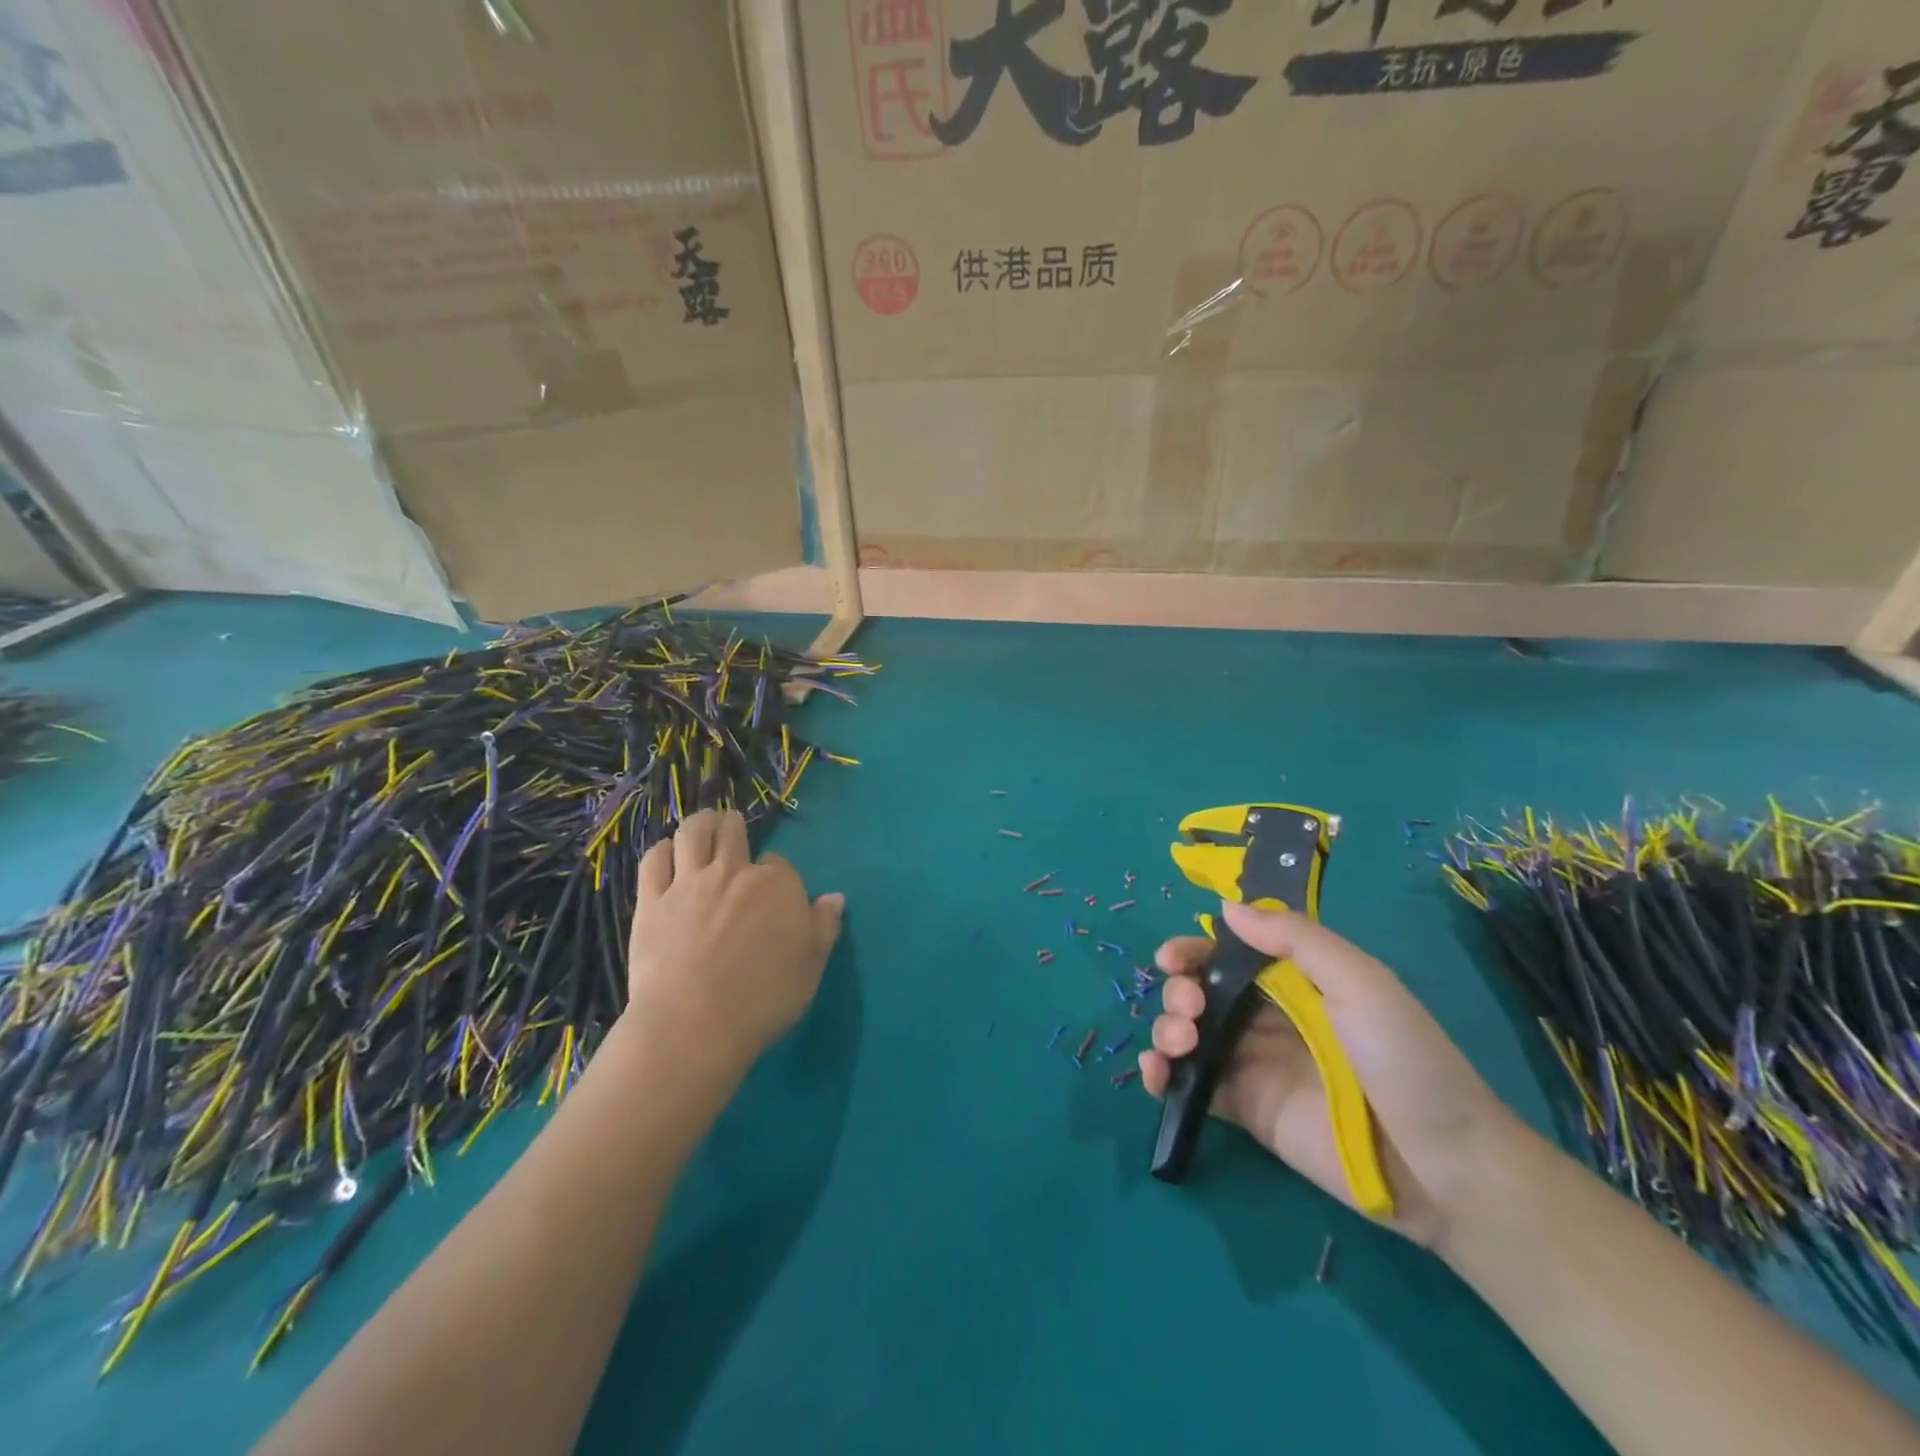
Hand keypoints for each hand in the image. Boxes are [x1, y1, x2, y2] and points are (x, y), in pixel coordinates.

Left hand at [625, 809, 843, 1075]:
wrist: (694, 1024)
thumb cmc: (763, 1000)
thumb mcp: (811, 967)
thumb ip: (824, 927)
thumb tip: (835, 898)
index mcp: (778, 884)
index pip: (779, 863)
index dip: (775, 872)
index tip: (773, 888)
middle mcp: (734, 871)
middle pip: (733, 832)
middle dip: (734, 827)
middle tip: (732, 829)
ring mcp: (689, 882)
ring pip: (693, 833)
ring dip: (701, 823)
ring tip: (704, 824)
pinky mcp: (651, 900)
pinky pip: (654, 860)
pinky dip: (663, 849)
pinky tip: (667, 852)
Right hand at [1139, 900, 1521, 1248]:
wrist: (1441, 1166)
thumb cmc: (1404, 1058)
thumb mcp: (1361, 981)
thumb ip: (1296, 939)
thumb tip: (1227, 907)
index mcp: (1296, 982)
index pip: (1230, 955)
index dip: (1195, 950)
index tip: (1170, 958)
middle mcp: (1268, 1018)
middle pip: (1201, 991)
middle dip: (1180, 989)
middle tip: (1188, 1005)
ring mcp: (1254, 1065)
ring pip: (1189, 1034)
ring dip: (1167, 1027)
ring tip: (1180, 1041)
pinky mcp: (1246, 1111)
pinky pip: (1193, 1086)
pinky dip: (1162, 1075)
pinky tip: (1156, 1072)